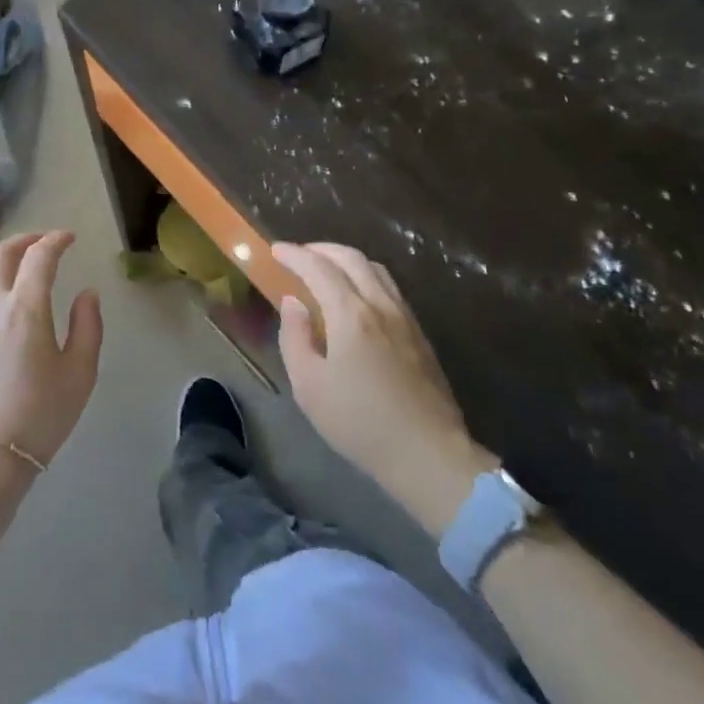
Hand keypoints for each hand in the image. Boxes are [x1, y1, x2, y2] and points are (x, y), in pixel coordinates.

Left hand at [0, 232, 102, 490]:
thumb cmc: (40, 416)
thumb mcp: (80, 373)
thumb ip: (88, 325)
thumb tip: (87, 293)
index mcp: (26, 306)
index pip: (40, 255)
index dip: (56, 240)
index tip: (69, 238)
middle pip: (1, 253)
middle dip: (24, 240)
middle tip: (42, 242)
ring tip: (11, 266)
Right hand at [273, 242, 496, 536]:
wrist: (428, 455)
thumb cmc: (360, 423)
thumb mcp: (309, 386)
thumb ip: (295, 337)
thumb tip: (293, 303)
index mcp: (351, 314)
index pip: (318, 268)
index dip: (295, 254)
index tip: (276, 249)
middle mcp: (380, 305)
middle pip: (351, 258)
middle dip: (321, 249)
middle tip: (299, 255)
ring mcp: (405, 318)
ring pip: (376, 269)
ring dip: (347, 260)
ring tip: (327, 269)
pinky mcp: (419, 334)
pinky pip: (390, 288)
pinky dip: (366, 277)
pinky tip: (357, 296)